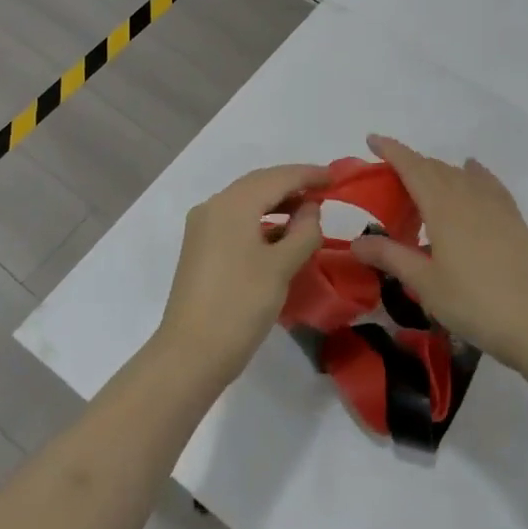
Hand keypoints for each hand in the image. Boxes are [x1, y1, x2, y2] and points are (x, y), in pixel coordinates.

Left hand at [157, 164, 326, 385]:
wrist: (191, 353)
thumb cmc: (240, 305)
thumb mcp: (281, 267)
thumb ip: (303, 231)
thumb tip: (310, 208)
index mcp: (232, 204)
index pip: (277, 178)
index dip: (308, 175)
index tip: (336, 177)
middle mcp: (213, 206)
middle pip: (258, 184)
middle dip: (292, 184)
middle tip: (325, 190)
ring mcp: (202, 227)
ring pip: (246, 202)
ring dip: (277, 202)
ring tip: (308, 212)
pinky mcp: (200, 248)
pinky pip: (235, 220)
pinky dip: (261, 220)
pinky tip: (280, 234)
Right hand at [352, 135, 527, 369]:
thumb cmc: (475, 303)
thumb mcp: (425, 284)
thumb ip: (391, 256)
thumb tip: (356, 242)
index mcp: (443, 207)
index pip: (412, 166)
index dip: (391, 150)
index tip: (371, 140)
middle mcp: (468, 196)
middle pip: (435, 168)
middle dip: (409, 164)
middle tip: (387, 179)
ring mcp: (495, 205)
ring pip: (460, 174)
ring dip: (436, 172)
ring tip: (421, 187)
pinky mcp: (514, 219)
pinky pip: (487, 182)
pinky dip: (472, 173)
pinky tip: (471, 172)